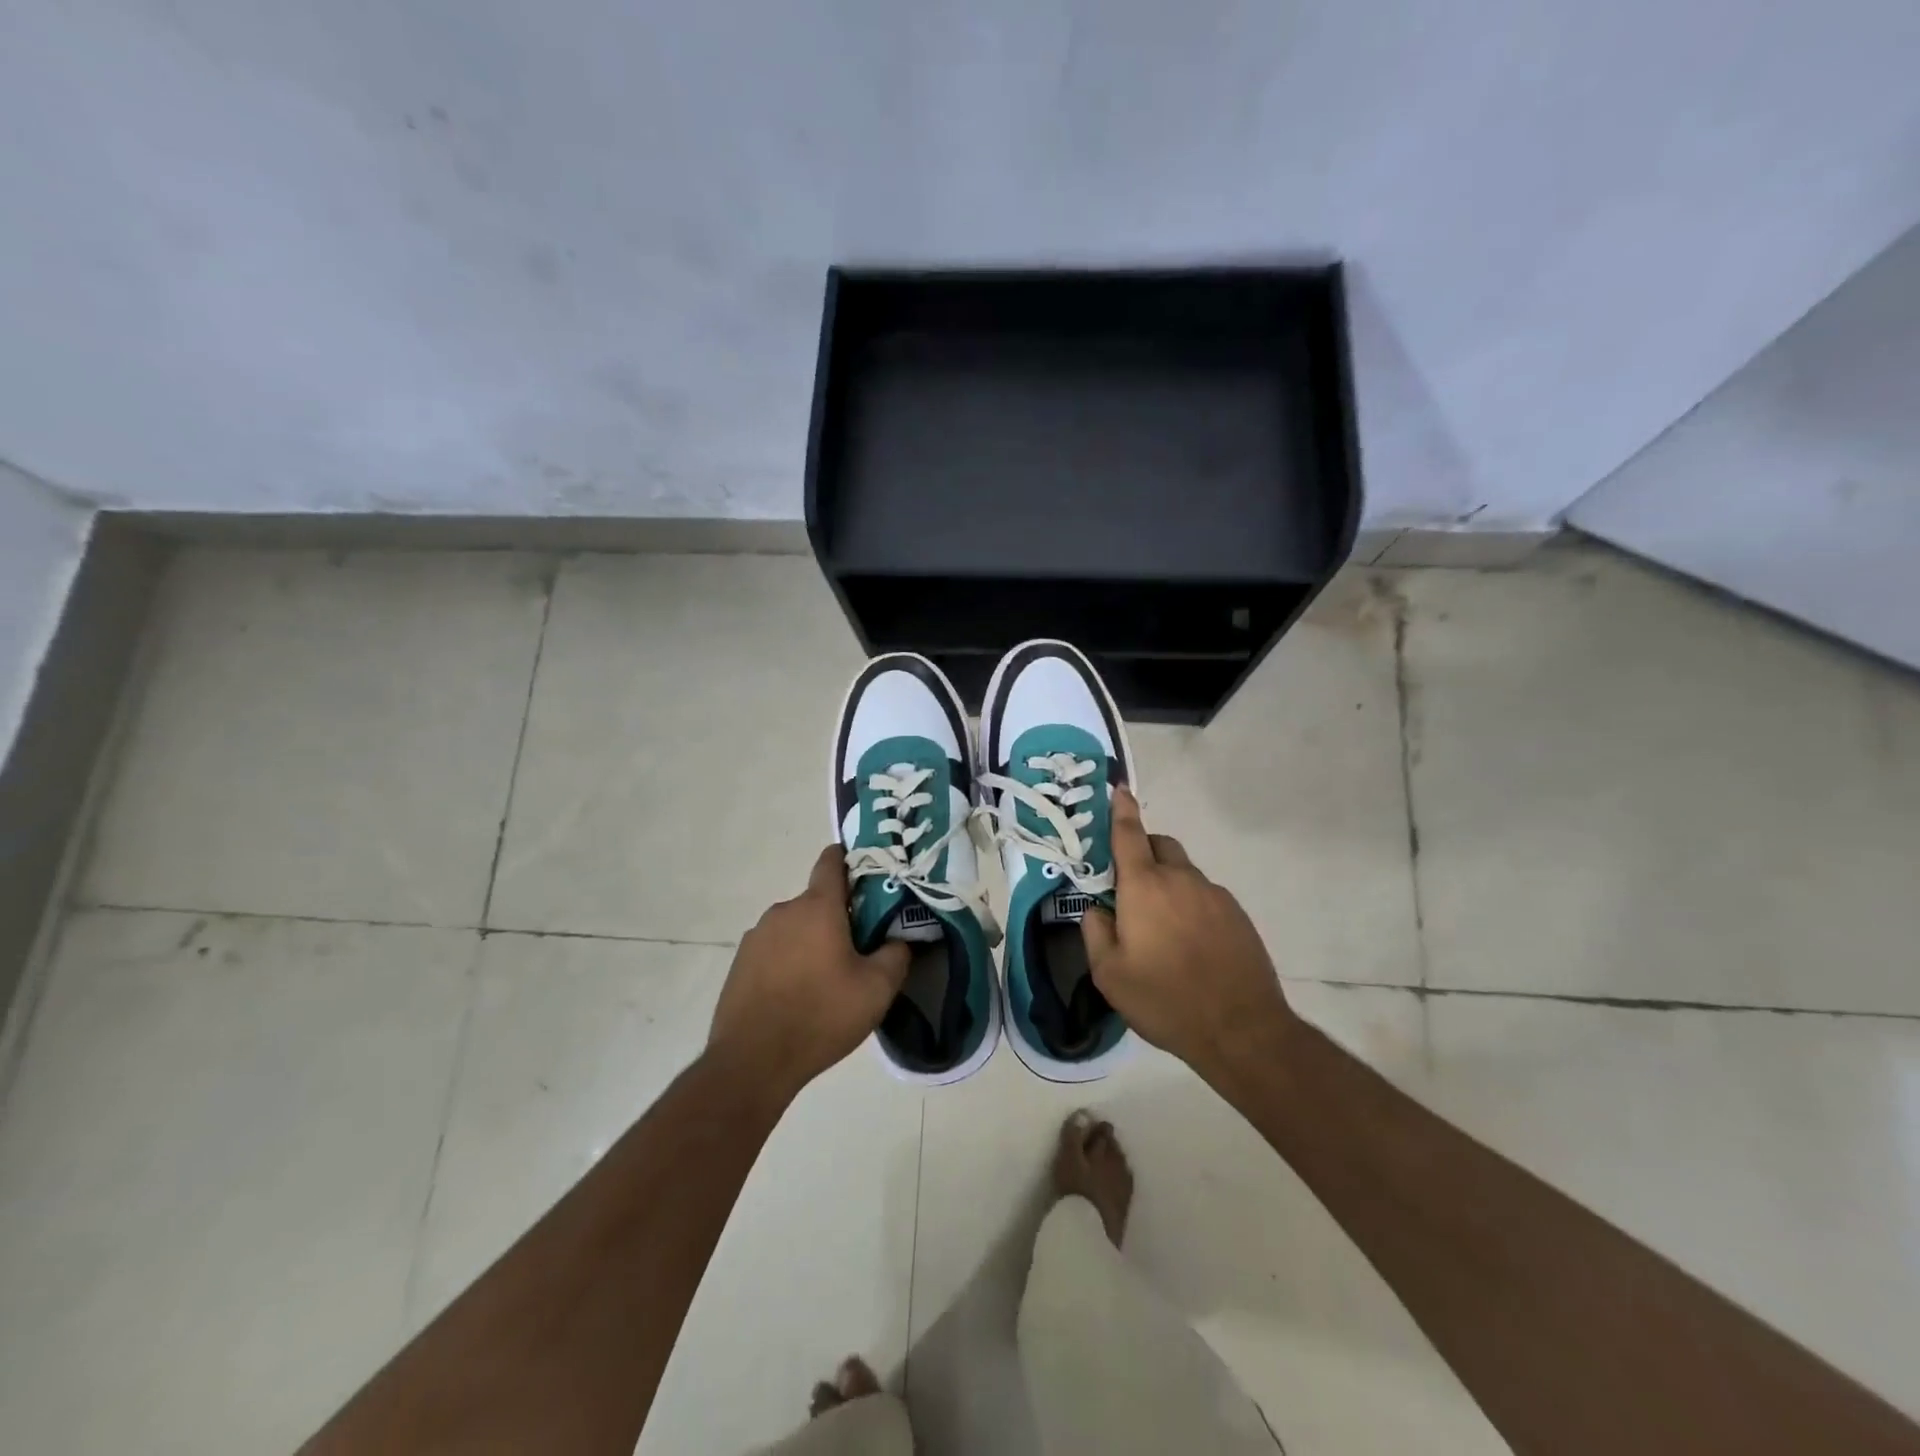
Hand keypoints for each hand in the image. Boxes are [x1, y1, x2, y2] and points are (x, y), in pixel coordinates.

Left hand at [709, 846, 910, 1098]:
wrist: (752, 1061)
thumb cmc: (821, 1016)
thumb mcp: (877, 990)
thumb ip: (896, 954)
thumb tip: (899, 939)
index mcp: (817, 906)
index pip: (831, 861)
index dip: (850, 860)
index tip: (868, 878)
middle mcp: (784, 910)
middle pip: (817, 901)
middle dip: (838, 917)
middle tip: (859, 949)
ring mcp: (757, 936)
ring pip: (795, 927)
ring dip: (812, 941)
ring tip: (827, 979)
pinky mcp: (740, 962)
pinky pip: (774, 950)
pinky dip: (788, 961)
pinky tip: (797, 995)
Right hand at [1081, 788, 1298, 1081]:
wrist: (1241, 1029)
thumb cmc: (1165, 999)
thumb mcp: (1109, 974)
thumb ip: (1094, 932)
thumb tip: (1097, 909)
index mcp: (1144, 886)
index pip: (1130, 834)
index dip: (1122, 809)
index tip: (1119, 788)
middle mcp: (1181, 879)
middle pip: (1160, 845)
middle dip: (1142, 851)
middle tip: (1129, 885)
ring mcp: (1214, 895)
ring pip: (1184, 873)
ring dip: (1167, 884)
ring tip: (1161, 928)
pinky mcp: (1237, 915)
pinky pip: (1205, 896)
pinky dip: (1190, 905)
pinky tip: (1190, 944)